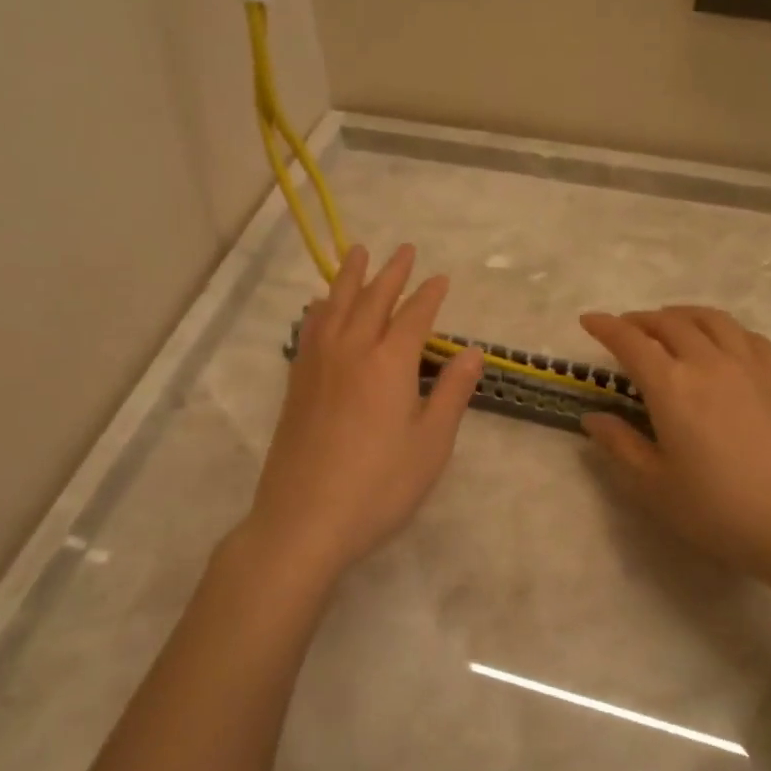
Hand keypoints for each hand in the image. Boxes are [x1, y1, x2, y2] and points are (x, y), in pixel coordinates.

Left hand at [245, 244, 482, 579]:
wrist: (304, 521)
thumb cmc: (378, 487)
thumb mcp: (430, 445)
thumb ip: (451, 393)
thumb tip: (474, 353)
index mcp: (389, 363)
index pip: (414, 316)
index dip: (430, 295)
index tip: (441, 277)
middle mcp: (351, 351)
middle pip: (372, 299)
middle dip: (391, 272)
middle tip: (404, 250)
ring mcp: (317, 365)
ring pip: (336, 305)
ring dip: (350, 276)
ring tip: (358, 253)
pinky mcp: (297, 383)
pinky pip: (310, 328)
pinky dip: (321, 307)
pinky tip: (321, 306)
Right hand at [580, 306, 770, 587]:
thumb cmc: (717, 510)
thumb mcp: (654, 485)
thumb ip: (620, 445)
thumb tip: (594, 417)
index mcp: (671, 387)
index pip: (630, 341)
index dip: (606, 326)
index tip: (589, 319)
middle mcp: (708, 363)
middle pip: (668, 323)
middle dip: (640, 319)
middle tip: (625, 328)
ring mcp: (749, 366)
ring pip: (710, 320)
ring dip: (681, 315)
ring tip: (669, 324)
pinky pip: (746, 335)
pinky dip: (722, 328)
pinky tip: (719, 342)